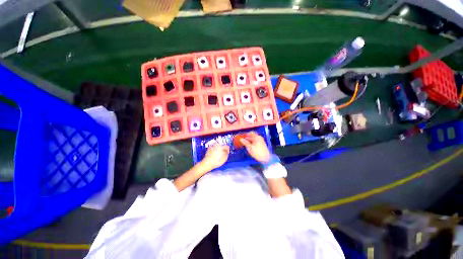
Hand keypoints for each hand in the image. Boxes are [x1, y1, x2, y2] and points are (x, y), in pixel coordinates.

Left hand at [201, 144, 229, 169]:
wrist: (207, 163)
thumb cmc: (216, 161)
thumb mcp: (224, 158)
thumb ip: (227, 154)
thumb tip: (227, 152)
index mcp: (221, 146)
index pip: (227, 146)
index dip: (228, 150)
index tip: (228, 153)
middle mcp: (216, 145)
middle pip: (222, 146)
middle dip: (223, 150)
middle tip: (224, 155)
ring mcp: (212, 146)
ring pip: (217, 147)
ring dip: (219, 150)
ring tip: (219, 155)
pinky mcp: (208, 149)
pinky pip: (213, 149)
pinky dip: (215, 151)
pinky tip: (215, 156)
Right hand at [240, 132, 270, 162]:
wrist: (265, 158)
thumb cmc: (257, 152)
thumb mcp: (250, 147)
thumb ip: (245, 142)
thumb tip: (241, 139)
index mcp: (257, 137)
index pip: (251, 133)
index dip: (246, 134)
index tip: (241, 136)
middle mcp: (259, 138)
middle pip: (252, 136)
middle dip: (247, 138)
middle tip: (242, 140)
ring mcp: (261, 141)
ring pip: (253, 139)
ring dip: (249, 140)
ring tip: (244, 143)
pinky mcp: (261, 144)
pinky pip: (255, 141)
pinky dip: (251, 142)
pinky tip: (248, 145)